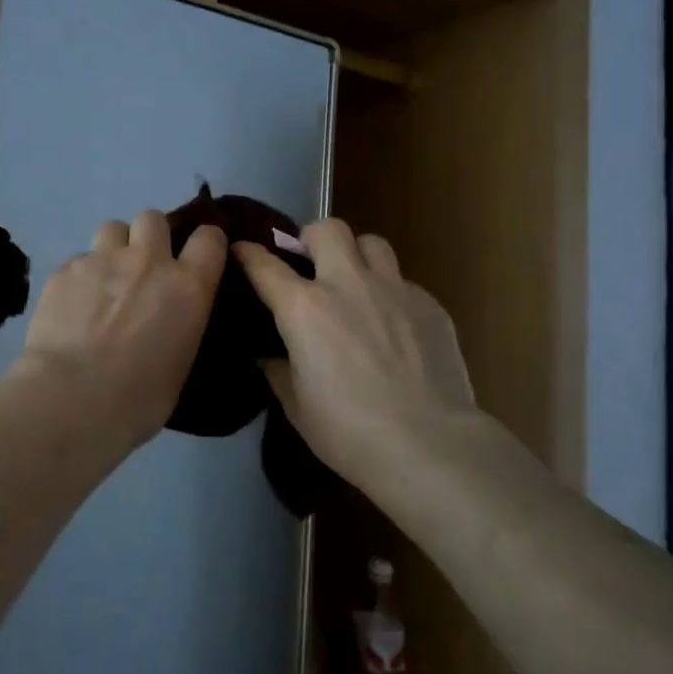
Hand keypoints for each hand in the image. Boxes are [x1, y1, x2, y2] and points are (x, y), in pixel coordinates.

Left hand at [10, 211, 226, 448]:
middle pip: (153, 218)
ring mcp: (103, 260)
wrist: (72, 399)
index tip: (197, 257)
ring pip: (113, 228)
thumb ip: (181, 326)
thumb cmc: (138, 398)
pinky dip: (81, 274)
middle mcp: (148, 260)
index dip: (205, 243)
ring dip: (115, 247)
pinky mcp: (65, 269)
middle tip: (143, 267)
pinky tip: (73, 302)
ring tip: (106, 278)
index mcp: (188, 285)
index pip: (209, 238)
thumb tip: (172, 323)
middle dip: (150, 236)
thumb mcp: (181, 363)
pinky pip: (79, 258)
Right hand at [235, 220, 479, 483]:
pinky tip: (395, 326)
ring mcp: (394, 289)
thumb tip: (269, 356)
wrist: (429, 444)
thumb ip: (278, 370)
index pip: (264, 264)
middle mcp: (348, 284)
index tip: (241, 251)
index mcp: (305, 308)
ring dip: (357, 255)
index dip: (247, 254)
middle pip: (328, 229)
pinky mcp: (430, 305)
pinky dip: (391, 295)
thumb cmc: (349, 430)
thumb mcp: (296, 406)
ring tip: (356, 283)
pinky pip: (404, 282)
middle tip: (311, 265)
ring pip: (372, 243)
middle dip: (312, 238)